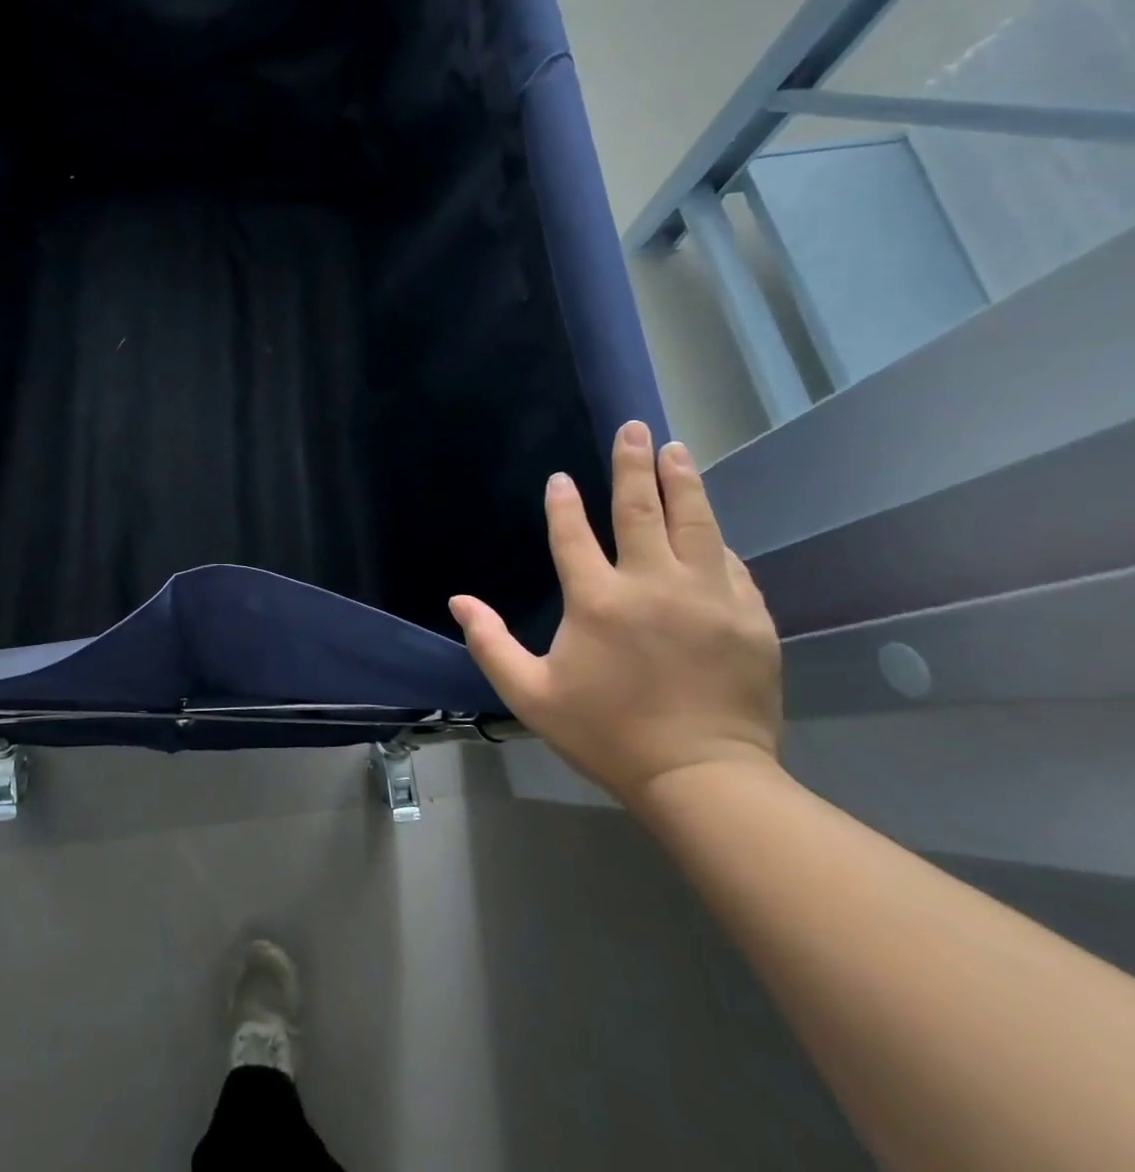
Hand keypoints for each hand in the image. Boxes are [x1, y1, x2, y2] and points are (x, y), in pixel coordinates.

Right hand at [450, 421, 781, 809]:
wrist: (703, 779)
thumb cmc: (606, 733)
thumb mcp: (530, 694)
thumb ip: (489, 643)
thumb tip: (458, 600)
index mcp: (597, 600)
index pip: (574, 534)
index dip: (563, 504)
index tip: (561, 479)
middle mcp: (653, 585)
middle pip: (642, 510)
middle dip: (634, 464)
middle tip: (635, 428)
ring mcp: (709, 597)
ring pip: (696, 523)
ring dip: (683, 483)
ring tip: (678, 450)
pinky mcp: (750, 617)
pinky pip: (729, 564)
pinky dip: (713, 541)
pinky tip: (709, 530)